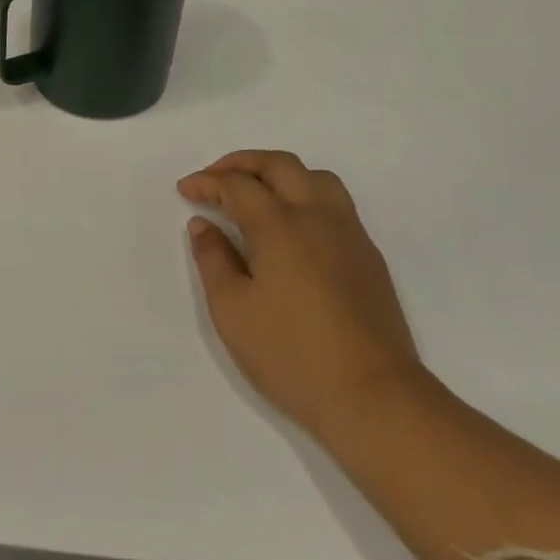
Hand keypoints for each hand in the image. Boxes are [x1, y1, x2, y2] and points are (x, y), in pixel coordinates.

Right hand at [179, 150, 423, 437]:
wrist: (373, 396)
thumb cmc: (290, 353)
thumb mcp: (231, 309)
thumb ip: (213, 259)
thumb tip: (204, 225)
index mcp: (279, 225)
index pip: (237, 185)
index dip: (207, 182)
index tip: (186, 191)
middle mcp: (317, 217)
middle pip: (280, 165)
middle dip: (242, 163)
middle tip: (215, 178)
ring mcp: (349, 234)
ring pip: (316, 177)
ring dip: (279, 174)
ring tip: (255, 194)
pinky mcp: (368, 257)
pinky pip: (335, 203)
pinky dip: (304, 195)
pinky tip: (290, 227)